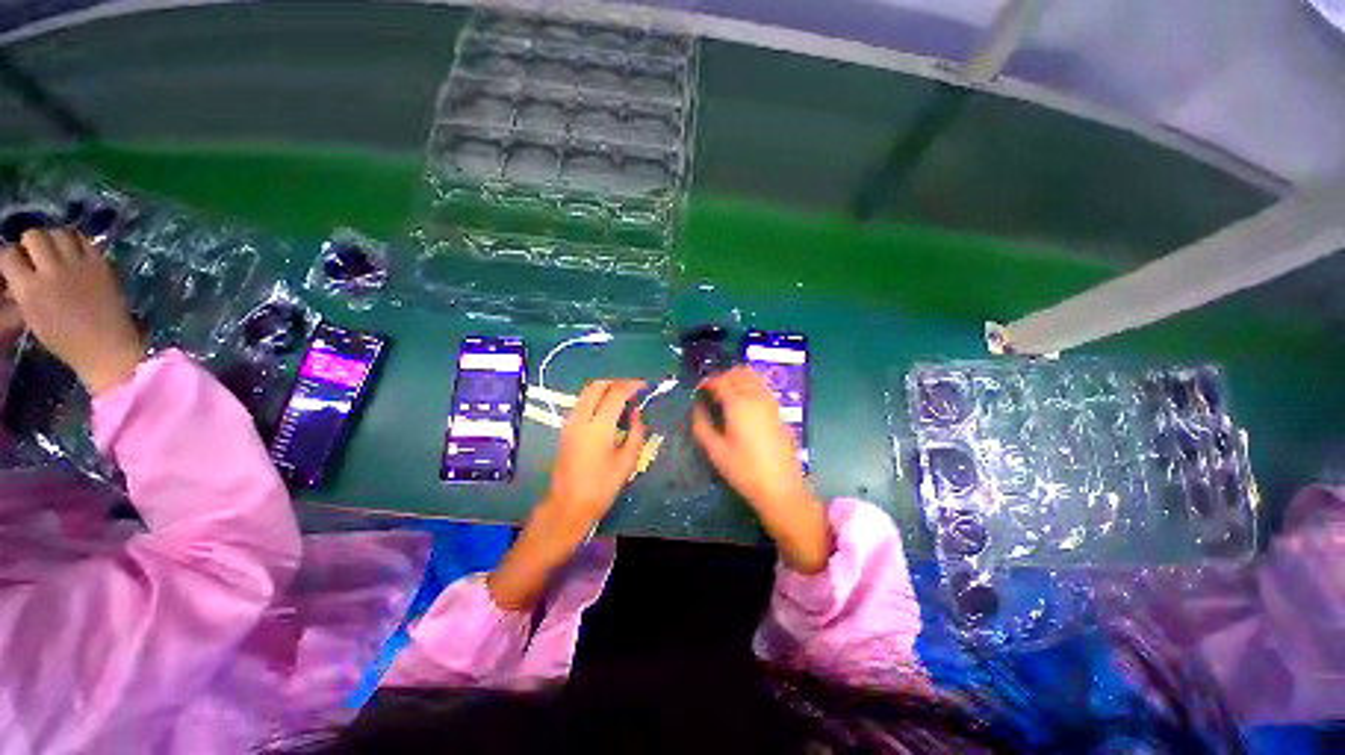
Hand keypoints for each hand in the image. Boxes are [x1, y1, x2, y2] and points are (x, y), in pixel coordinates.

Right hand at [0, 230, 142, 395]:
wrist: (107, 348)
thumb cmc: (66, 342)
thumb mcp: (32, 317)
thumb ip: (23, 292)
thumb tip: (14, 277)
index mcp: (28, 289)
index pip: (8, 254)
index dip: (10, 255)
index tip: (15, 261)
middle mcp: (50, 271)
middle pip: (34, 235)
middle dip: (32, 242)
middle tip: (37, 253)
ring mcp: (77, 265)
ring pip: (59, 233)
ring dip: (55, 238)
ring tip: (57, 251)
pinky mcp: (100, 264)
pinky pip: (85, 240)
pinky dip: (78, 242)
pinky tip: (77, 253)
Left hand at [544, 379, 648, 530]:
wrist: (568, 505)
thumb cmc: (601, 487)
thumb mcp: (627, 462)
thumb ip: (635, 433)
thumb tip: (637, 414)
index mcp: (598, 426)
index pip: (616, 394)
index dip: (632, 386)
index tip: (645, 385)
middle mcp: (581, 418)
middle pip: (597, 386)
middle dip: (616, 382)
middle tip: (633, 388)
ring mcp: (570, 423)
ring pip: (586, 393)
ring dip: (605, 389)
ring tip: (623, 397)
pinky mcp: (566, 429)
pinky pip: (582, 403)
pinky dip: (596, 398)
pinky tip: (608, 409)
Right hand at [692, 366, 829, 573]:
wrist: (780, 488)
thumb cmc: (743, 470)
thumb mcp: (715, 450)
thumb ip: (701, 425)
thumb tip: (697, 408)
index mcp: (738, 404)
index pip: (720, 381)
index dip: (707, 382)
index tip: (699, 390)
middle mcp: (756, 397)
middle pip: (739, 373)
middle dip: (723, 376)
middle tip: (711, 390)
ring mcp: (771, 403)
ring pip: (754, 377)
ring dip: (738, 378)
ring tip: (726, 393)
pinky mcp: (779, 411)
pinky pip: (763, 387)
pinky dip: (751, 386)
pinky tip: (743, 403)